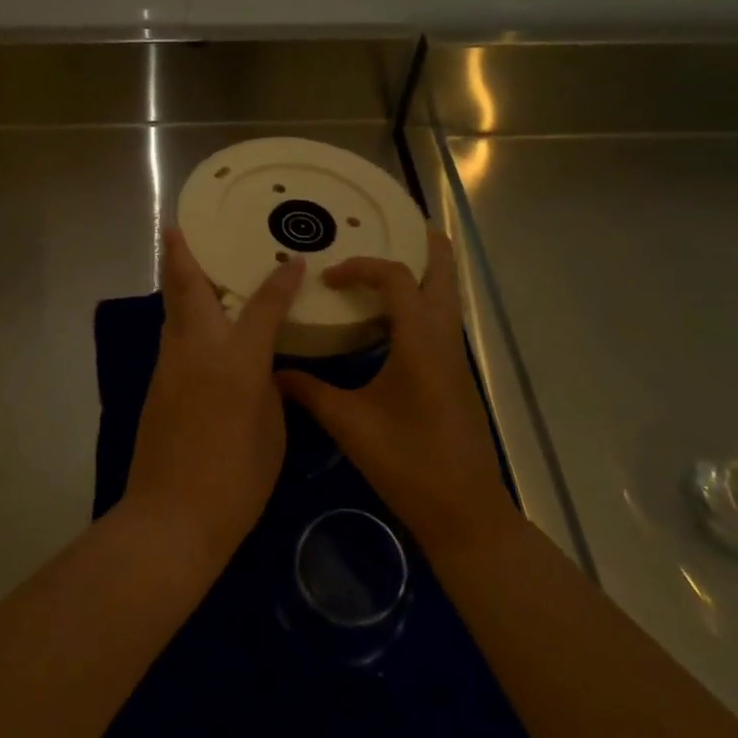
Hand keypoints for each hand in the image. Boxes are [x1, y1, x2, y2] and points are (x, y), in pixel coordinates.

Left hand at [123, 228, 304, 564]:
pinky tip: (192, 322)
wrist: (171, 516)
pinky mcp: (157, 384)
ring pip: (173, 311)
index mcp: (238, 359)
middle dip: (183, 254)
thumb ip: (268, 389)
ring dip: (178, 282)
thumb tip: (261, 370)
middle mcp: (199, 349)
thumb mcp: (272, 432)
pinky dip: (180, 317)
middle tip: (177, 226)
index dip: (280, 282)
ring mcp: (171, 365)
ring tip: (184, 261)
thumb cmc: (236, 479)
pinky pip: (172, 337)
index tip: (293, 261)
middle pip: (189, 289)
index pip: (264, 306)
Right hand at [276, 227, 508, 552]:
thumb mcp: (350, 425)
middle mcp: (444, 340)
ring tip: (390, 264)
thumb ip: (310, 392)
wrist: (464, 511)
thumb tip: (273, 373)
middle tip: (400, 225)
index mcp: (420, 341)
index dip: (362, 267)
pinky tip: (393, 321)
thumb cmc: (408, 462)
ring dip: (426, 274)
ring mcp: (454, 359)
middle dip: (426, 246)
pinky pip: (441, 323)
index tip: (329, 279)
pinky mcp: (454, 377)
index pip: (397, 279)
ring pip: (447, 300)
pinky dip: (422, 304)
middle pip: (444, 276)